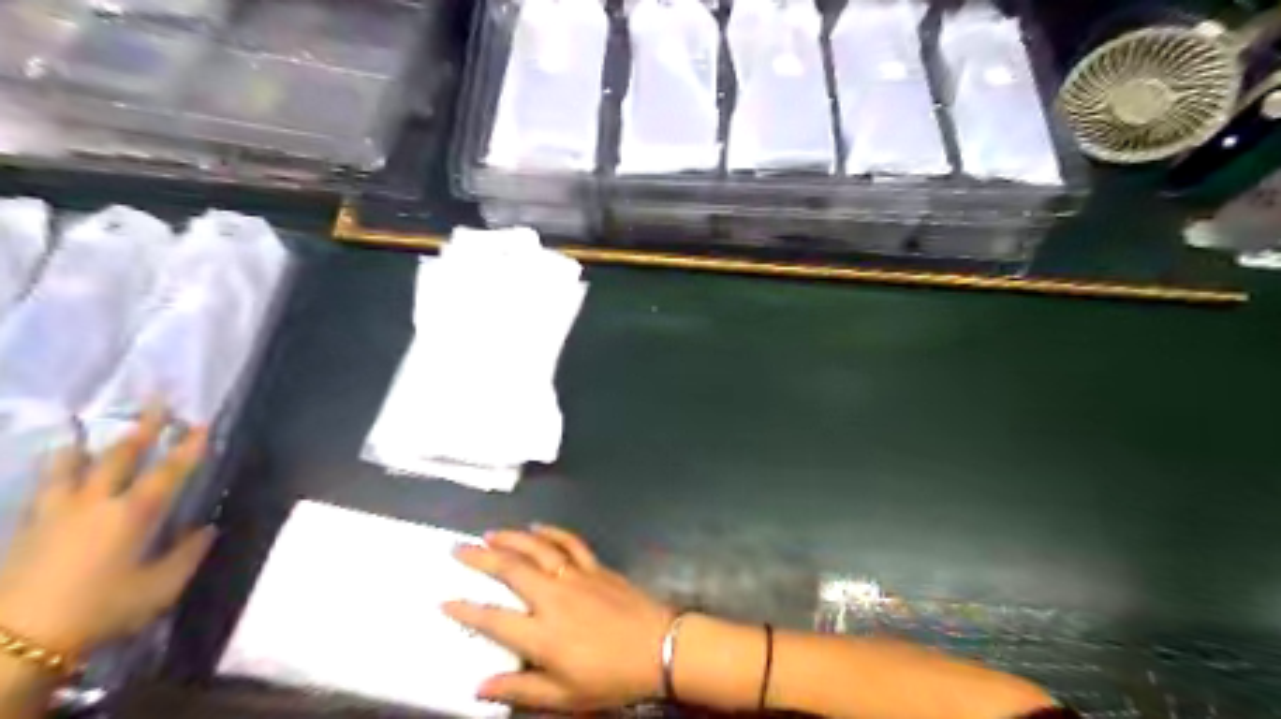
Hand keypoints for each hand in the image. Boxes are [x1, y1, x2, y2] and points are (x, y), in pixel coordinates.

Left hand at [0, 406, 213, 659]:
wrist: (16, 642)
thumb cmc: (102, 610)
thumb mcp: (160, 587)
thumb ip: (187, 555)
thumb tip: (206, 529)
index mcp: (134, 514)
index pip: (169, 471)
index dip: (188, 447)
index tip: (202, 425)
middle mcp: (96, 503)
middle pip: (120, 457)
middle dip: (142, 428)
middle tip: (156, 401)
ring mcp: (56, 514)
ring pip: (69, 468)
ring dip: (81, 447)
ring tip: (79, 430)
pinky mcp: (27, 530)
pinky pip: (42, 490)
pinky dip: (50, 475)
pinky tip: (50, 473)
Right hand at [447, 524, 673, 711]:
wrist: (659, 647)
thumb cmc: (611, 677)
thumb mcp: (564, 696)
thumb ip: (521, 687)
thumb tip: (480, 686)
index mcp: (542, 633)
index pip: (494, 618)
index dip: (466, 610)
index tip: (445, 601)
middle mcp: (554, 597)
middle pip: (510, 570)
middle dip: (481, 558)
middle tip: (459, 549)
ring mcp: (576, 576)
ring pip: (537, 549)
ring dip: (511, 538)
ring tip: (490, 533)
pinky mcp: (596, 566)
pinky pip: (570, 543)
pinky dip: (552, 532)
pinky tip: (538, 527)